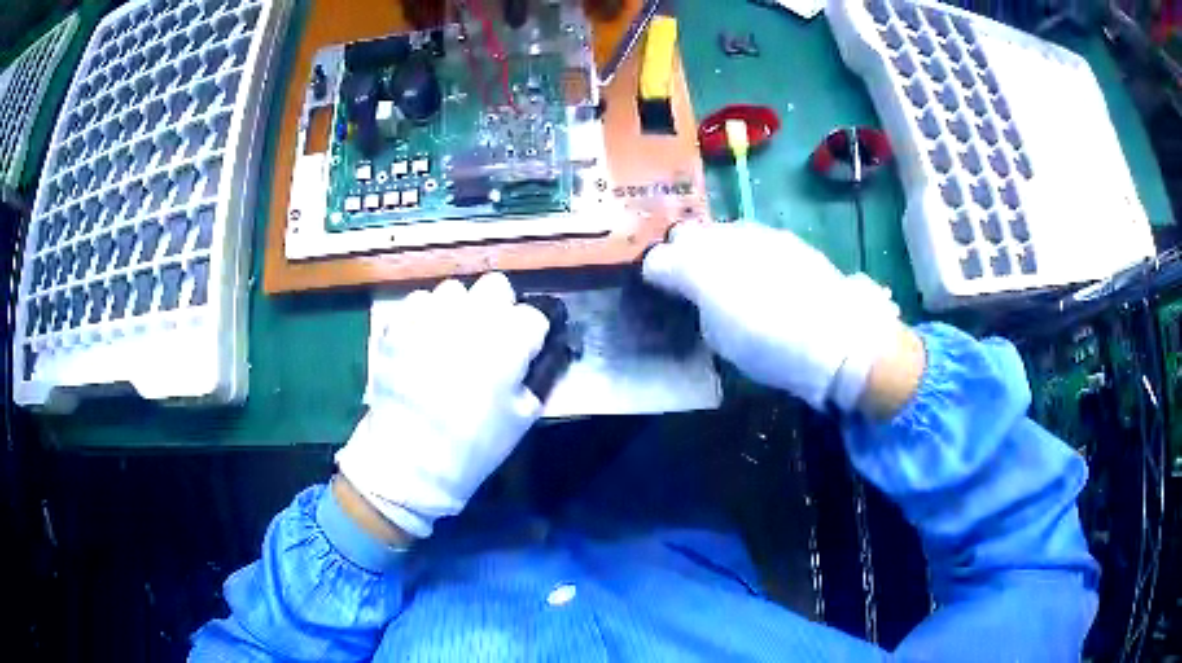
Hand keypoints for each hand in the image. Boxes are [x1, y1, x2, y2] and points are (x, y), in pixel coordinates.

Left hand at [335, 273, 549, 538]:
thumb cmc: (474, 444)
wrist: (410, 460)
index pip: (533, 315)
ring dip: (459, 309)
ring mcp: (430, 315)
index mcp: (509, 340)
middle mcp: (471, 316)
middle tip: (490, 337)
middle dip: (498, 307)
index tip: (525, 353)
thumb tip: (533, 357)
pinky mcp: (398, 324)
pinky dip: (424, 316)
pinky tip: (422, 342)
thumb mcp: (523, 417)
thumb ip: (536, 377)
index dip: (531, 335)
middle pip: (496, 285)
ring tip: (452, 338)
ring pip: (454, 290)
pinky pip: (417, 302)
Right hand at [643, 222, 903, 411]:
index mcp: (700, 269)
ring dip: (714, 249)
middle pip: (688, 234)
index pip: (660, 257)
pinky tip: (756, 273)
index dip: (657, 272)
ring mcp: (757, 234)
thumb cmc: (772, 348)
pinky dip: (743, 250)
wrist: (839, 338)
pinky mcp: (784, 238)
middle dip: (682, 253)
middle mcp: (724, 240)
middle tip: (688, 280)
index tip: (661, 289)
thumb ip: (697, 302)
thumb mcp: (721, 337)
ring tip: (724, 276)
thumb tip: (685, 285)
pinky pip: (749, 236)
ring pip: (719, 231)